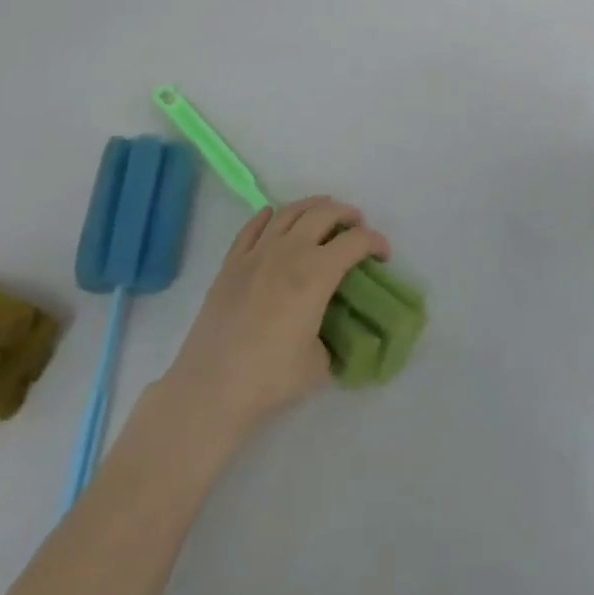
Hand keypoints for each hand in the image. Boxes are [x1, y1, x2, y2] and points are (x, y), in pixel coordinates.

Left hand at [156, 197, 388, 444]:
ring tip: (323, 212)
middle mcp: (289, 252)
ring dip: (312, 206)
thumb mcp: (319, 364)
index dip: (375, 242)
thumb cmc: (269, 378)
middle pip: (324, 214)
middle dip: (347, 215)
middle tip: (356, 226)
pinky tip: (274, 217)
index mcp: (317, 273)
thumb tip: (324, 332)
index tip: (383, 254)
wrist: (210, 388)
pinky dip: (269, 216)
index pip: (355, 243)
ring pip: (289, 212)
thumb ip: (329, 338)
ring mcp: (256, 253)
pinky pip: (253, 227)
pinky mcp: (231, 263)